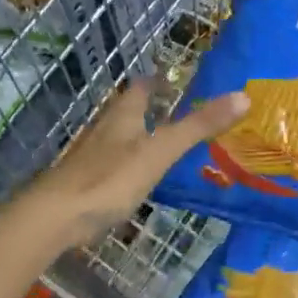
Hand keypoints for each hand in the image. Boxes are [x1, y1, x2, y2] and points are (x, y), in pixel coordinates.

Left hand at [21, 81, 249, 247]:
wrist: (55, 217)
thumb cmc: (109, 179)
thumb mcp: (161, 152)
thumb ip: (198, 126)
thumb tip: (243, 96)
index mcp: (123, 116)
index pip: (141, 87)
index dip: (158, 81)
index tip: (178, 80)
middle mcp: (106, 130)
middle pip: (129, 111)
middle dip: (151, 108)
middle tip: (182, 112)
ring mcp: (93, 157)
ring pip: (121, 137)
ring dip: (141, 136)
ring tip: (168, 143)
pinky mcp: (87, 183)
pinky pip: (115, 164)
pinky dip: (132, 164)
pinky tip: (143, 178)